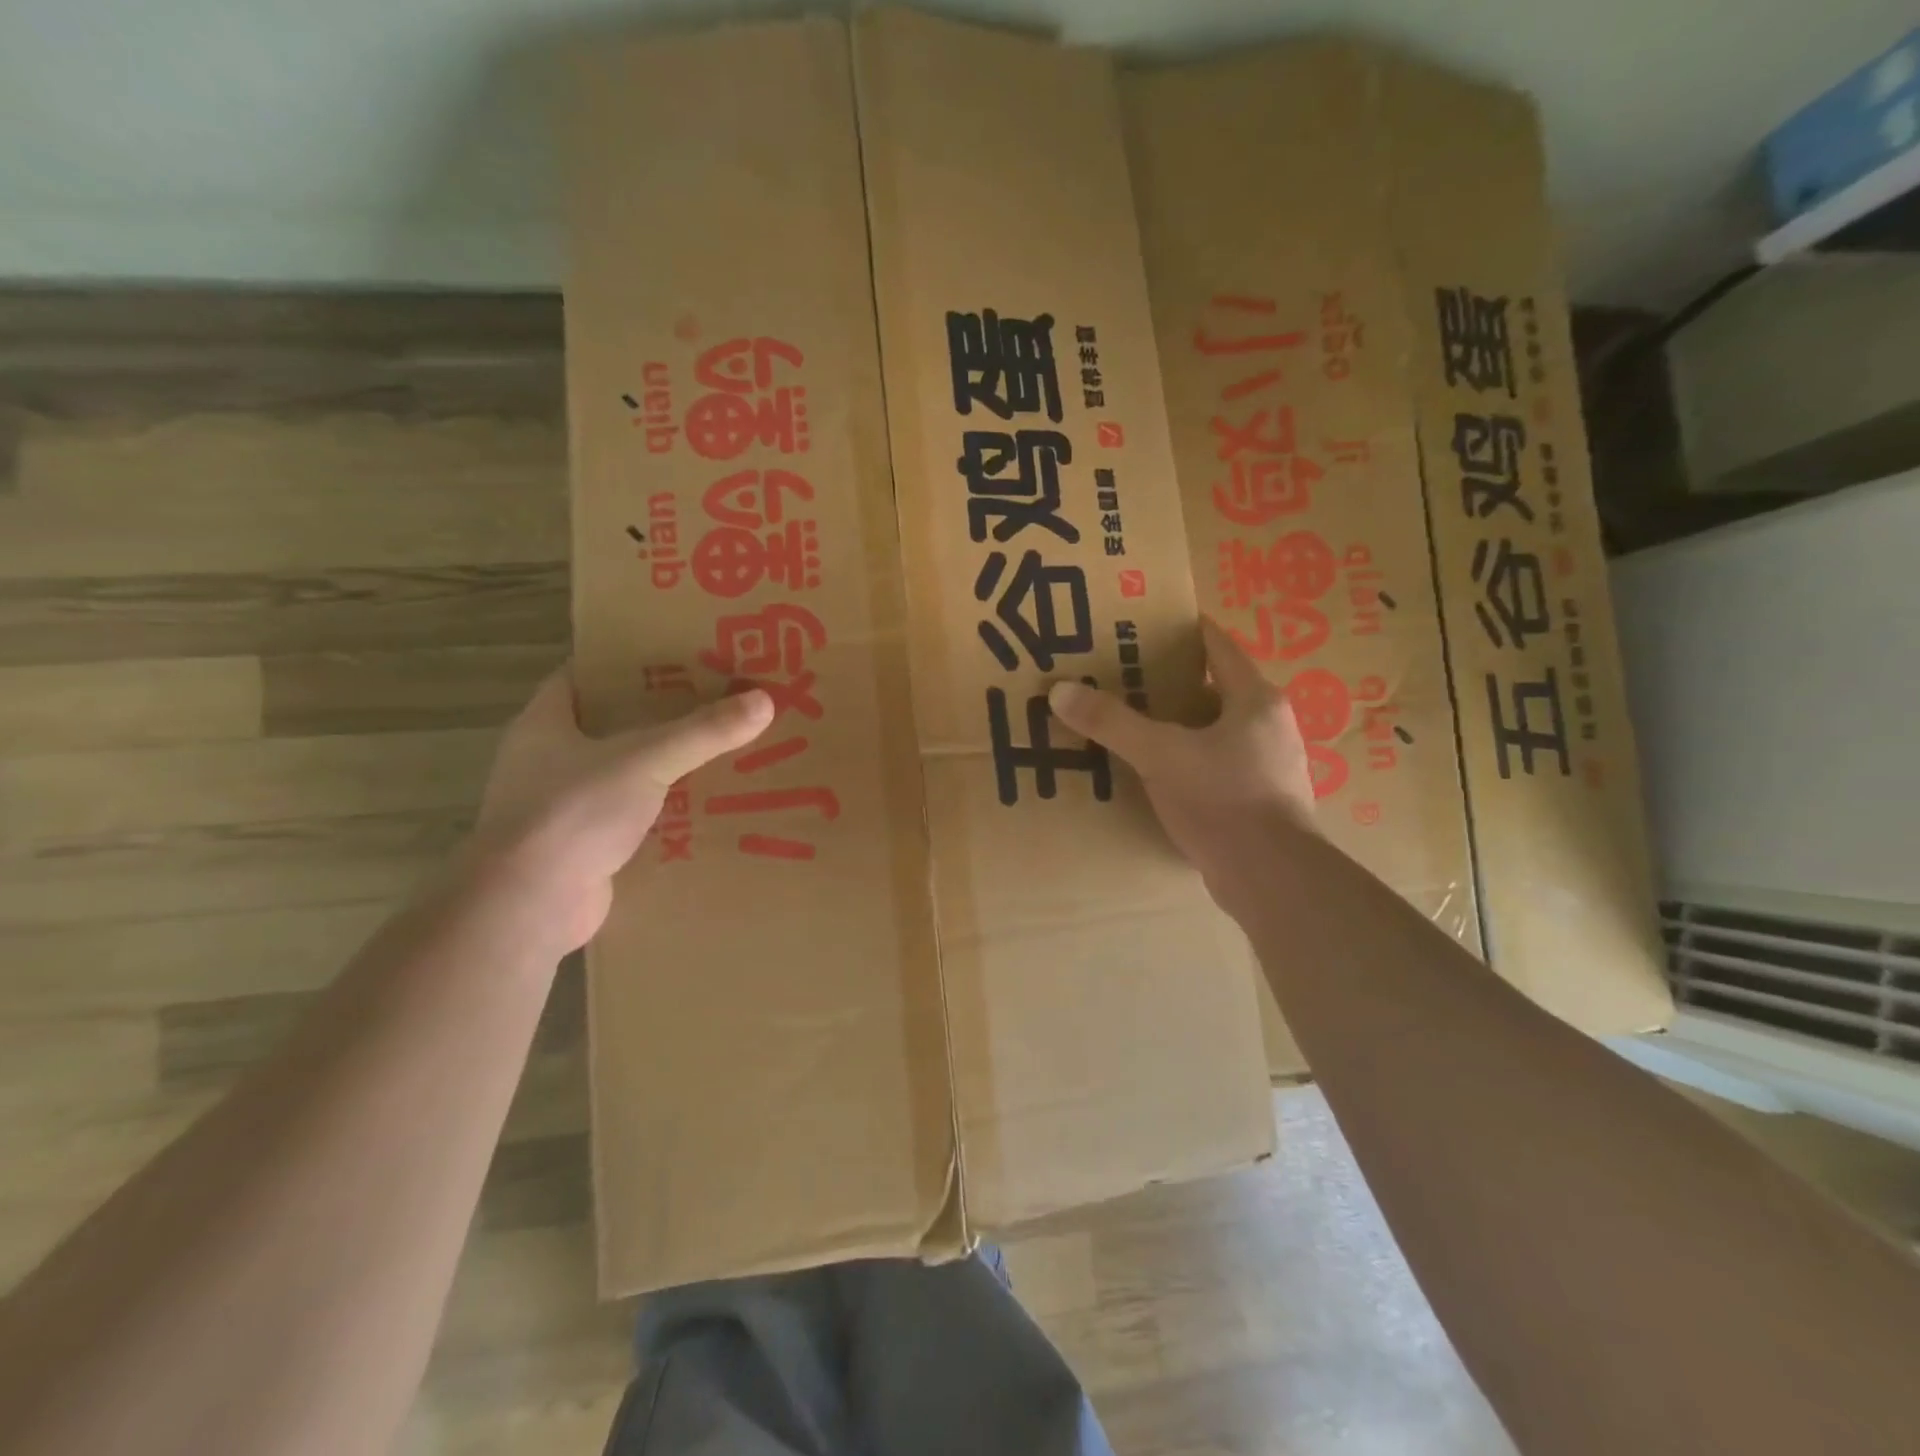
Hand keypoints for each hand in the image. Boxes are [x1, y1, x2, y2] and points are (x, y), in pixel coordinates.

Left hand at [475, 667, 773, 949]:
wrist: (529, 905)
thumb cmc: (573, 813)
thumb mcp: (645, 761)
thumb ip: (703, 732)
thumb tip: (764, 700)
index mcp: (544, 724)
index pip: (582, 676)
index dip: (625, 663)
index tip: (675, 657)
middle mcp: (545, 761)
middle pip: (608, 726)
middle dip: (658, 716)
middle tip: (713, 703)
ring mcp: (560, 807)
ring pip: (621, 774)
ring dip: (662, 768)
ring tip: (718, 752)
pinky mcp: (579, 848)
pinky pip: (628, 817)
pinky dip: (660, 813)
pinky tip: (702, 809)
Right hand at [1048, 618, 1315, 899]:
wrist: (1272, 878)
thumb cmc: (1223, 799)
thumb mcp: (1160, 754)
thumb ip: (1112, 722)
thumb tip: (1060, 691)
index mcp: (1255, 700)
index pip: (1218, 647)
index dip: (1185, 632)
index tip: (1147, 625)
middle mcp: (1269, 726)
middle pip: (1215, 690)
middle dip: (1172, 684)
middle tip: (1126, 679)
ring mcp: (1270, 766)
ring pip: (1216, 732)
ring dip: (1180, 727)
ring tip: (1134, 726)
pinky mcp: (1260, 801)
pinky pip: (1217, 767)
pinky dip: (1188, 763)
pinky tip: (1157, 774)